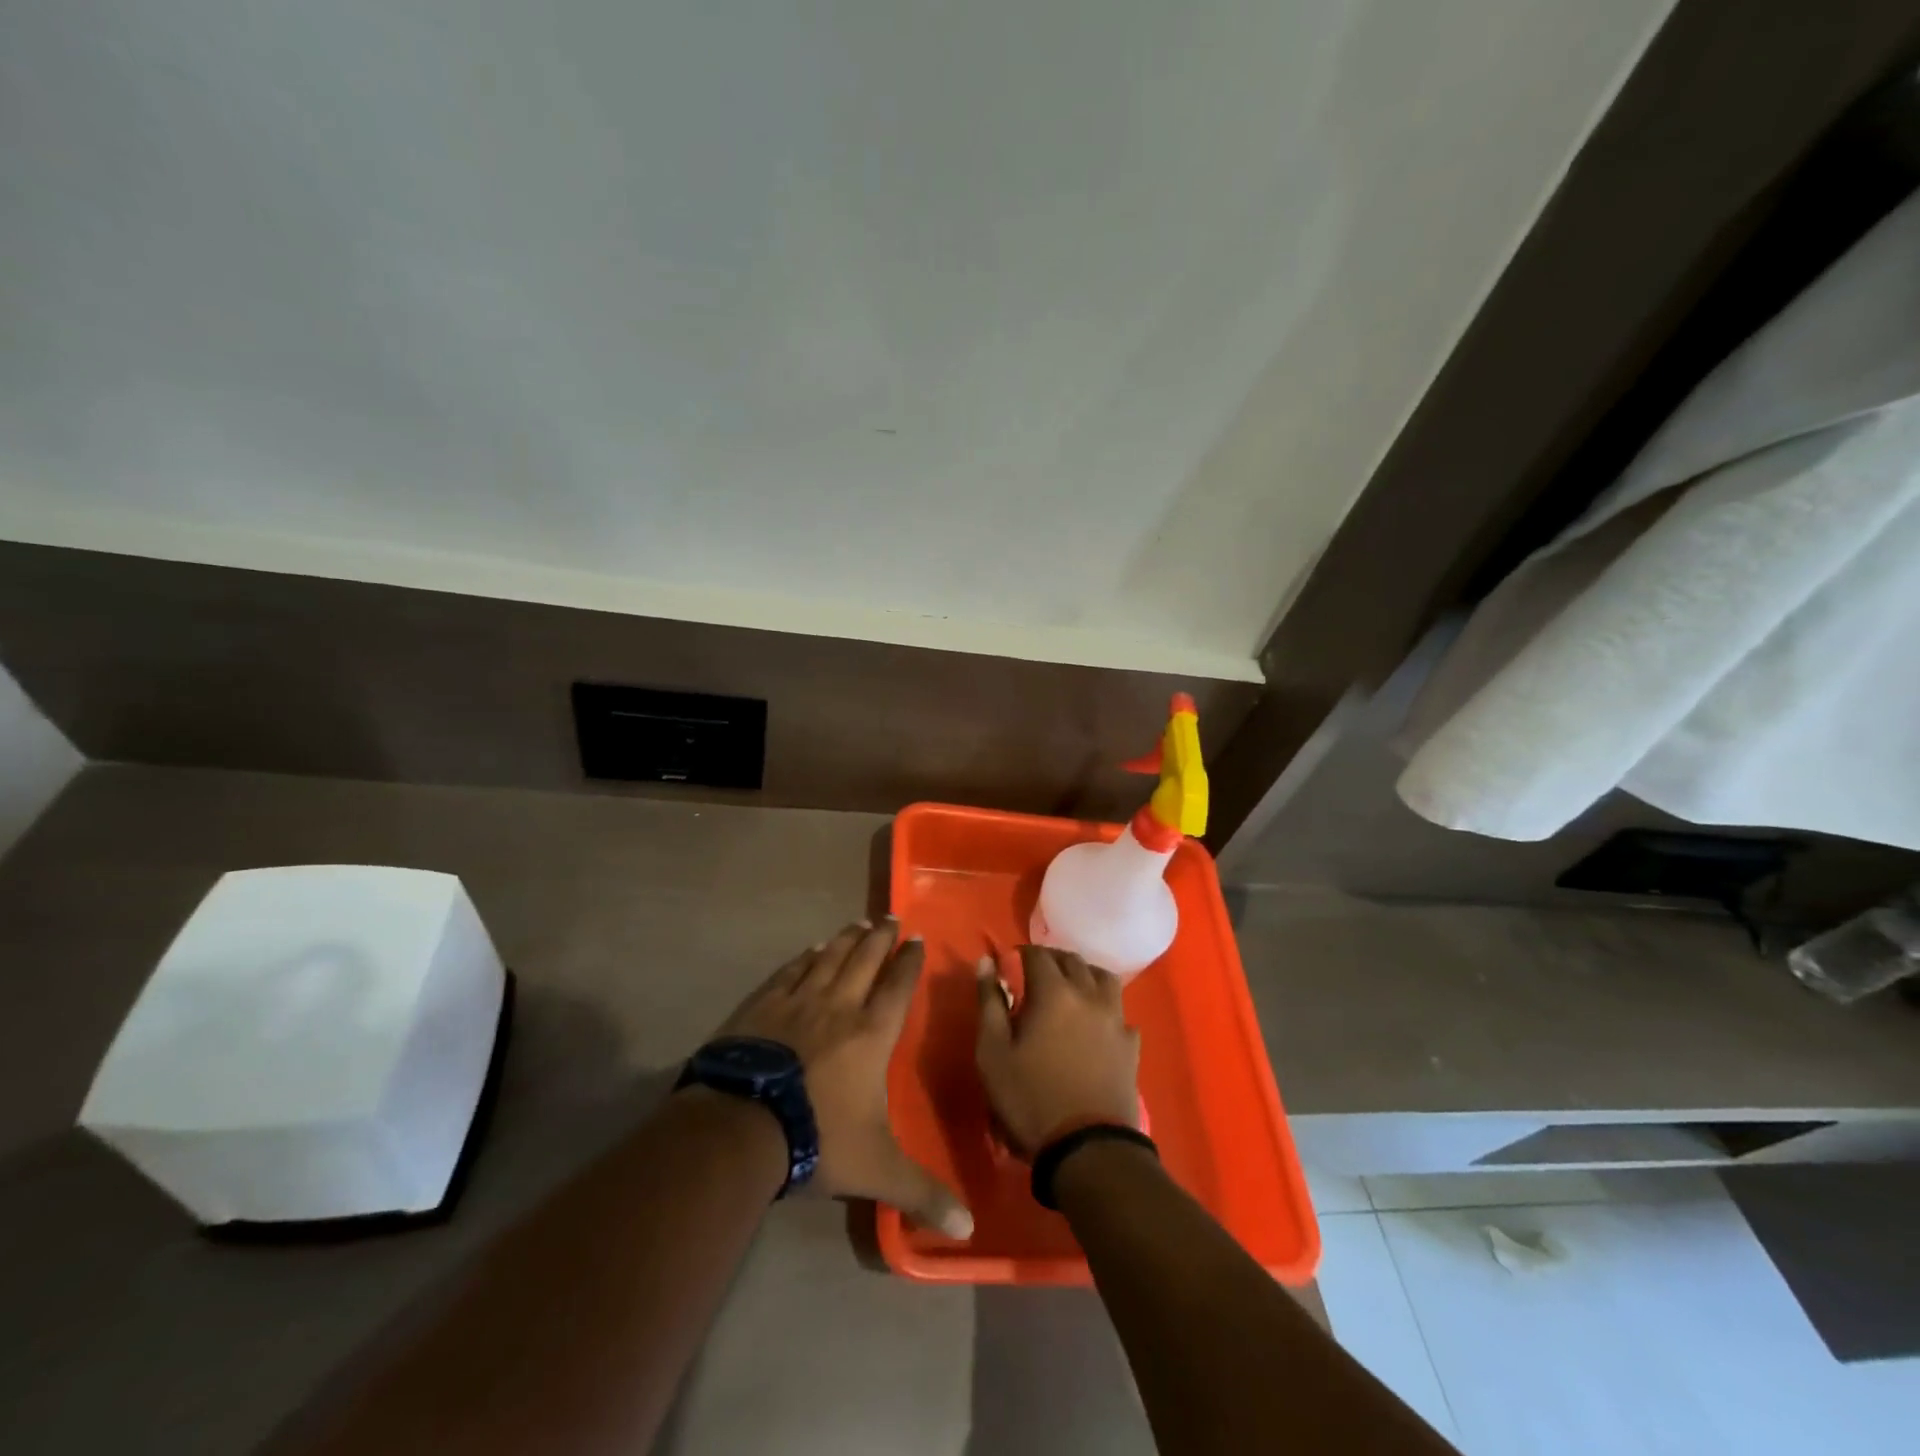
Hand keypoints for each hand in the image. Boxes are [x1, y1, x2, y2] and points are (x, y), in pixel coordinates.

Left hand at [711, 919, 971, 1239]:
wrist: (742, 1124)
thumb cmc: (818, 1138)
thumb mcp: (876, 1170)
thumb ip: (922, 1193)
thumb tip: (968, 1231)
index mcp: (871, 1034)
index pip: (897, 987)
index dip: (909, 962)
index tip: (916, 939)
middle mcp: (839, 1006)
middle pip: (865, 960)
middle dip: (881, 937)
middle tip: (889, 916)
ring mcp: (798, 1001)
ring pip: (830, 958)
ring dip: (846, 939)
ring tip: (857, 923)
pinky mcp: (763, 1005)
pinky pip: (792, 971)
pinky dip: (806, 957)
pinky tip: (811, 949)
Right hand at [975, 945, 1140, 1157]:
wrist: (1087, 1147)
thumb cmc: (1030, 1098)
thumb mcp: (993, 1053)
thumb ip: (989, 1003)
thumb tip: (986, 962)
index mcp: (1054, 992)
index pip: (1038, 955)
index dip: (1022, 953)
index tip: (1010, 962)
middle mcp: (1088, 995)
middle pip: (1073, 961)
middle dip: (1052, 959)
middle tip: (1035, 972)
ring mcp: (1115, 1019)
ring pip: (1103, 978)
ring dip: (1084, 974)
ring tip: (1070, 988)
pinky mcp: (1131, 1045)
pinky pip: (1120, 1012)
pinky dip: (1106, 1008)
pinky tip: (1097, 1023)